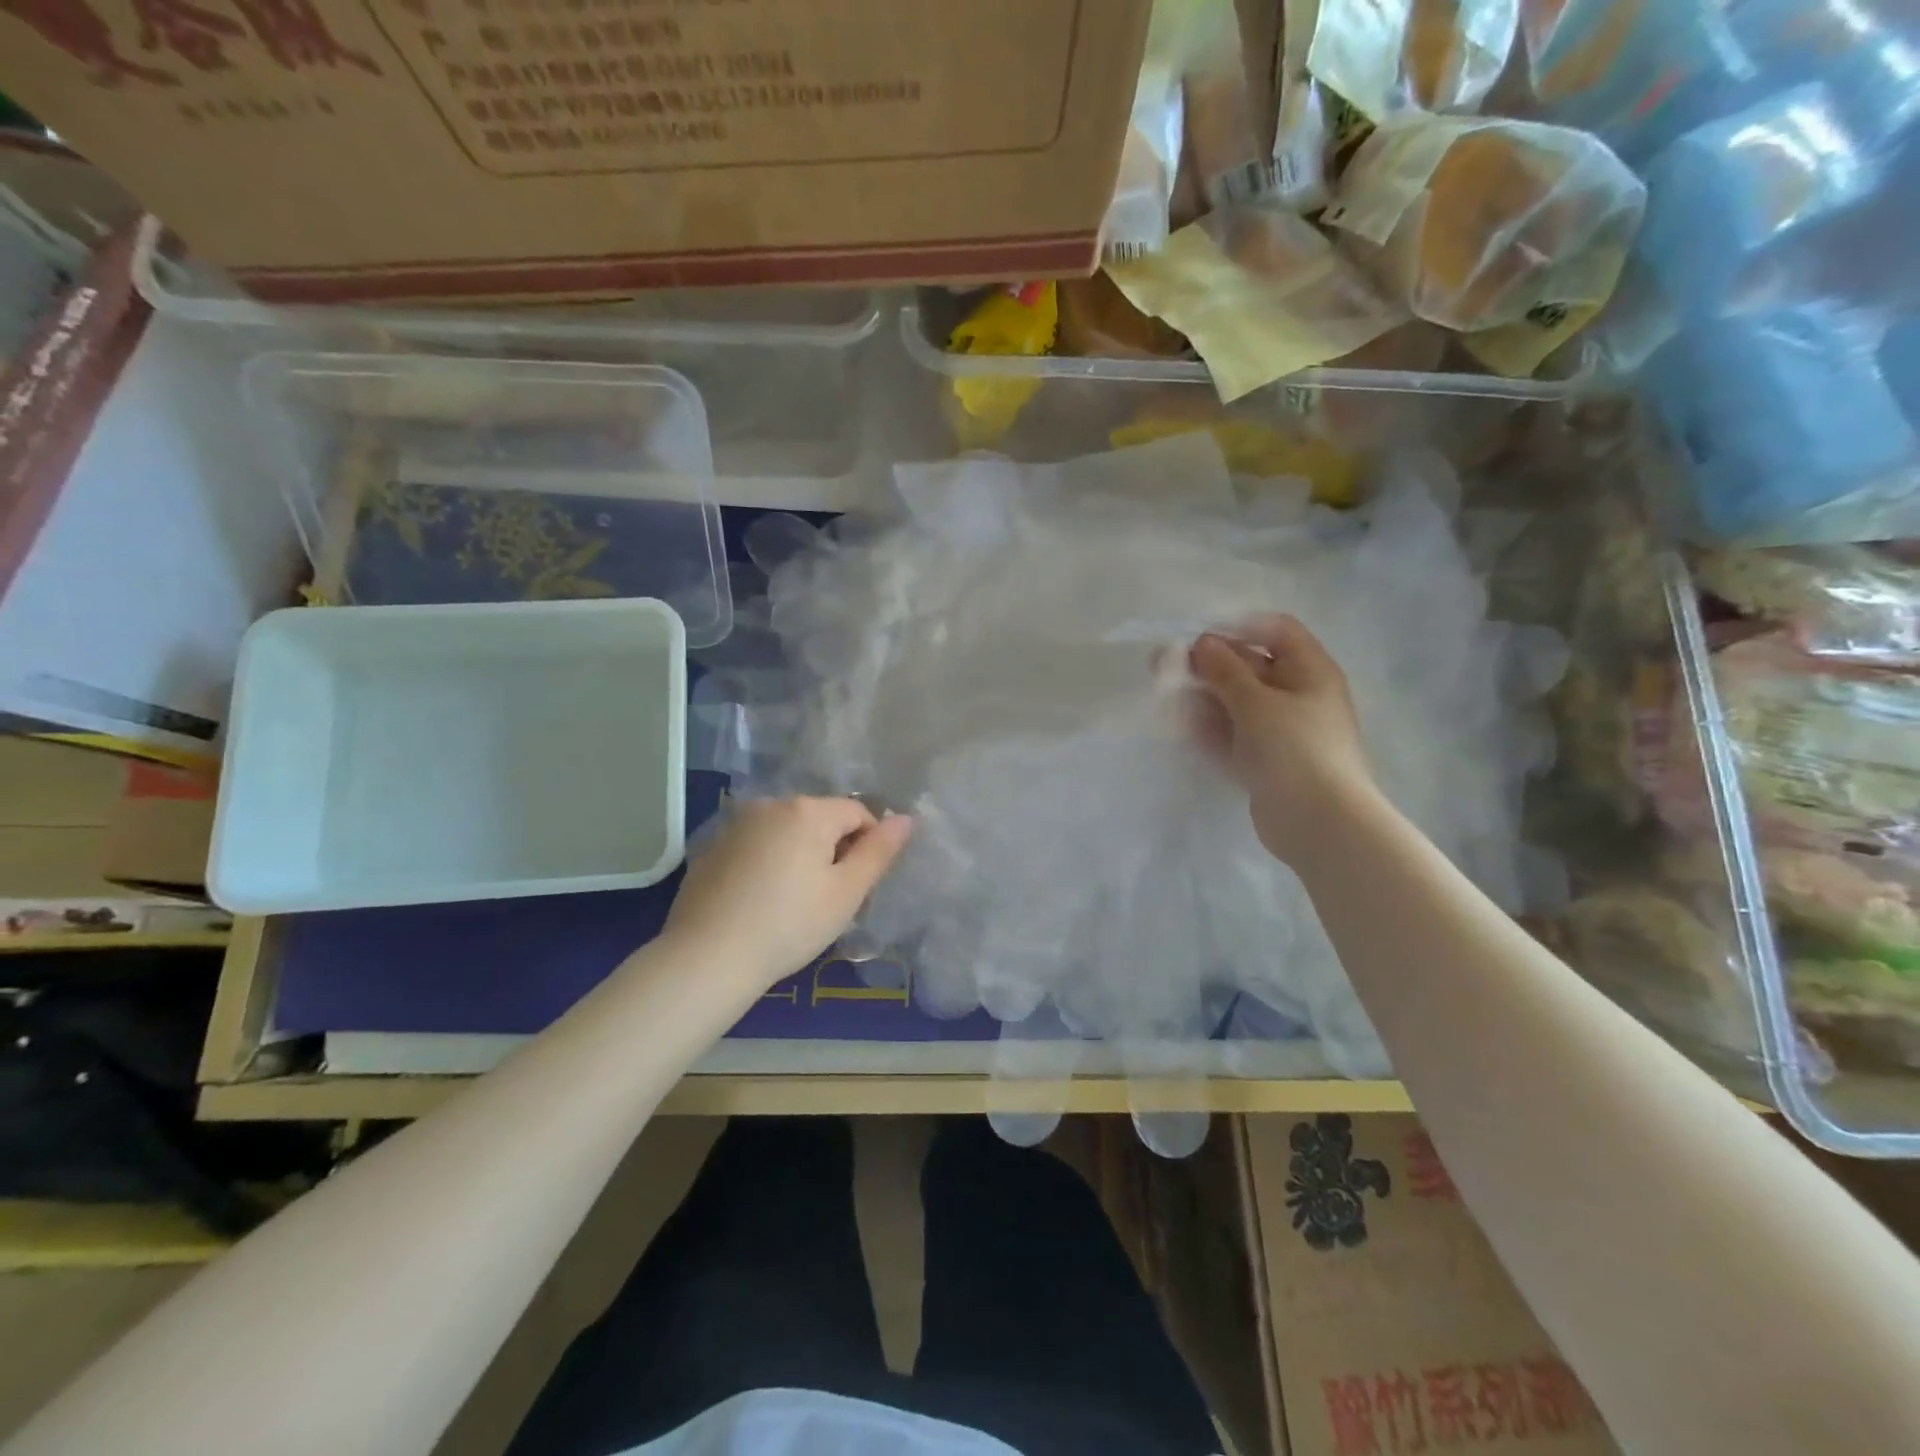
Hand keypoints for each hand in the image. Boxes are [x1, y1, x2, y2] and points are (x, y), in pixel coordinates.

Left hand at [662, 796, 913, 992]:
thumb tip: (907, 819)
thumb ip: (879, 852)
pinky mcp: (711, 847)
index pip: (857, 812)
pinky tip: (760, 902)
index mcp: (808, 810)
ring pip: (786, 832)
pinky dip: (767, 863)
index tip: (859, 885)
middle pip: (819, 818)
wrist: (708, 956)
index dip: (868, 844)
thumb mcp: (846, 893)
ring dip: (799, 854)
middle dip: (832, 848)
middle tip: (829, 897)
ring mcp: (736, 824)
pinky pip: (756, 846)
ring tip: (794, 902)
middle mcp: (771, 805)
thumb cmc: (790, 925)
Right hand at [1188, 616, 1379, 864]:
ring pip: (1237, 703)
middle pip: (1250, 667)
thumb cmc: (1292, 749)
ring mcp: (1281, 730)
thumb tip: (1202, 642)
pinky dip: (1210, 728)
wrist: (1319, 822)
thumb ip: (1224, 670)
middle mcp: (1298, 695)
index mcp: (1309, 671)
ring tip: (1167, 698)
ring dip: (1203, 698)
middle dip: (1208, 666)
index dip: (1238, 628)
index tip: (1199, 639)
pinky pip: (1234, 734)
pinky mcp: (1266, 760)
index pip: (1276, 630)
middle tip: (1164, 666)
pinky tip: (1180, 727)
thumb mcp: (1255, 702)